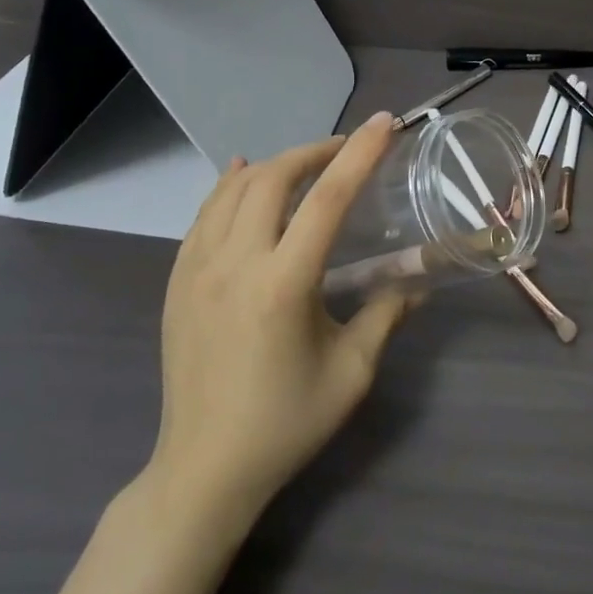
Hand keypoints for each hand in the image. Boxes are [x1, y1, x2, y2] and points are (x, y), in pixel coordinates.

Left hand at [145, 111, 416, 518]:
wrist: (203, 470)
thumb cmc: (285, 424)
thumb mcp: (351, 373)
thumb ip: (385, 315)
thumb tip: (416, 284)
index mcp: (282, 285)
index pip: (326, 200)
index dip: (358, 155)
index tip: (383, 124)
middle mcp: (234, 264)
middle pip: (273, 178)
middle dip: (315, 151)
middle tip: (347, 149)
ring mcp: (196, 269)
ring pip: (233, 189)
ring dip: (274, 166)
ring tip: (306, 164)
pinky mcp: (176, 281)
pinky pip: (204, 215)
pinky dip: (228, 187)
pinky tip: (241, 177)